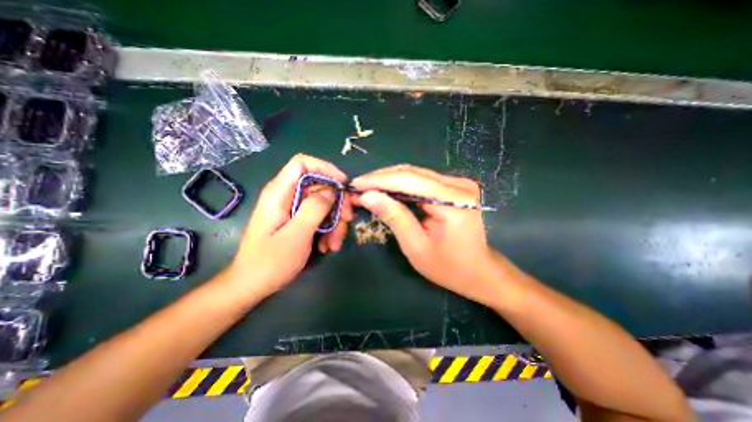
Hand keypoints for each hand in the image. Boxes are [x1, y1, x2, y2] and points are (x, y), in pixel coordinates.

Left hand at [224, 155, 354, 300]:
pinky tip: (328, 246)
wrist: (252, 286)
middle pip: (319, 186)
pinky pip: (319, 218)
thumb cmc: (270, 262)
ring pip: (323, 204)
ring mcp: (293, 210)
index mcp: (279, 193)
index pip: (302, 163)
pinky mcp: (298, 221)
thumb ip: (314, 209)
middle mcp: (287, 197)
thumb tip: (332, 190)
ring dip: (335, 222)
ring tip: (334, 244)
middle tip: (347, 220)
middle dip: (337, 203)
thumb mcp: (296, 235)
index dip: (325, 168)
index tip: (343, 185)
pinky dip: (328, 230)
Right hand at [350, 165, 501, 305]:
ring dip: (389, 180)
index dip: (379, 180)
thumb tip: (367, 196)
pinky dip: (401, 184)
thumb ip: (394, 217)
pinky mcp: (454, 186)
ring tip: (368, 188)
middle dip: (381, 178)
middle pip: (412, 173)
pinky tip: (386, 190)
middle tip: (358, 187)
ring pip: (415, 173)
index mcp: (454, 201)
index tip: (355, 185)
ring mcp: (458, 183)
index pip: (409, 181)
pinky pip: (422, 180)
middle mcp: (459, 185)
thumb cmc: (448, 267)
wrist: (478, 271)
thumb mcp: (416, 246)